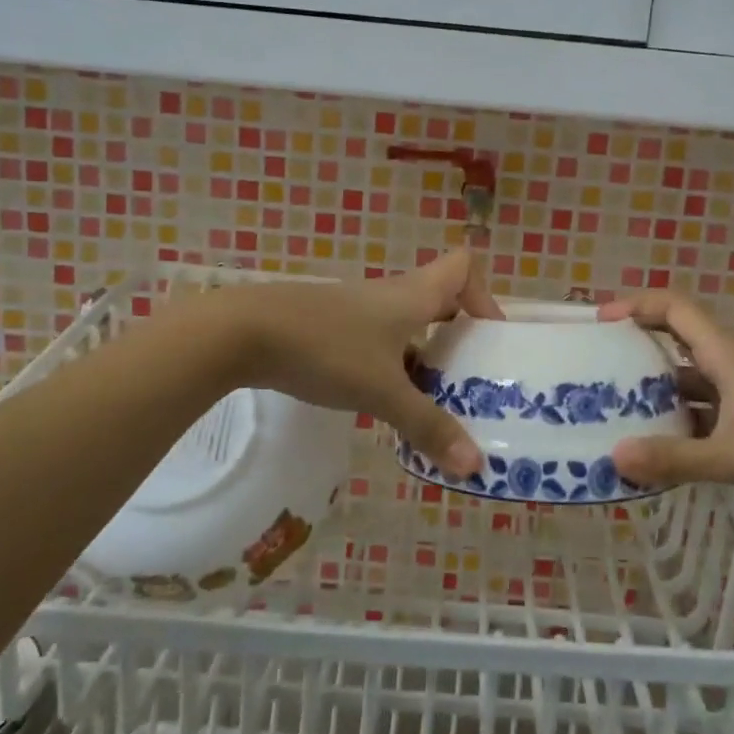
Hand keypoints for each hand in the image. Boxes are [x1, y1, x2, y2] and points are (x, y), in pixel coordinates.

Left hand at [223, 250, 502, 476]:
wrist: (243, 333)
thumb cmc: (326, 349)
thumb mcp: (382, 392)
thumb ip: (428, 426)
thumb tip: (475, 465)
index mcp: (413, 295)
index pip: (463, 267)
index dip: (484, 295)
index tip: (489, 337)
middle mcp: (390, 295)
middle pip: (439, 299)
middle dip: (459, 335)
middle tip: (471, 378)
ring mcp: (356, 310)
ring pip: (406, 324)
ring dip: (424, 355)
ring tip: (433, 399)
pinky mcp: (329, 326)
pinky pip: (377, 339)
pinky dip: (390, 363)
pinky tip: (381, 400)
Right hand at [602, 291, 733, 508]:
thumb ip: (677, 458)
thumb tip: (616, 456)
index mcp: (724, 356)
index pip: (675, 308)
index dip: (637, 304)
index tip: (601, 321)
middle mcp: (727, 365)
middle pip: (674, 338)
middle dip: (635, 346)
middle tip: (597, 366)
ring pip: (685, 376)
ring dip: (653, 387)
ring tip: (614, 407)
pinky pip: (698, 406)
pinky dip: (674, 416)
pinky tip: (656, 444)